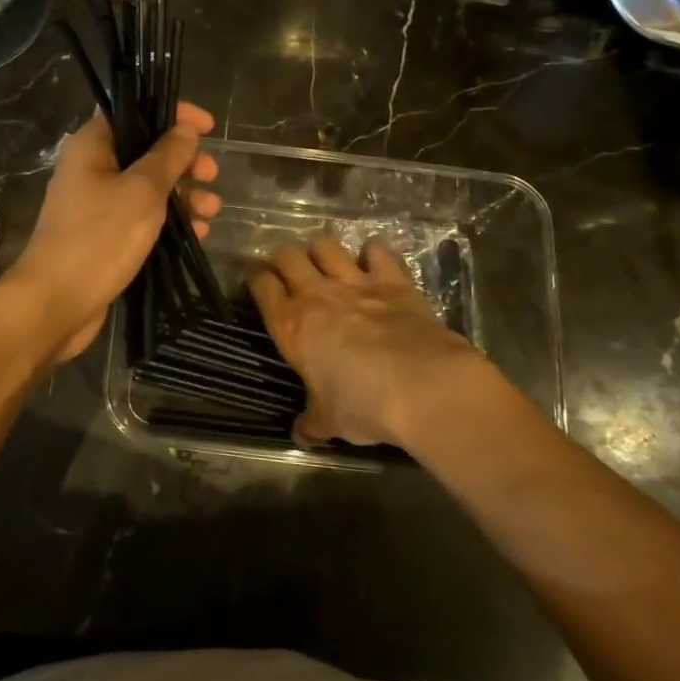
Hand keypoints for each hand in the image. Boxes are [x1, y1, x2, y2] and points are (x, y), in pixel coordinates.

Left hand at [5, 102, 219, 361]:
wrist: (56, 303)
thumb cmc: (99, 238)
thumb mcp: (142, 191)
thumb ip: (167, 157)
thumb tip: (185, 129)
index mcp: (92, 146)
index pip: (134, 111)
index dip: (173, 114)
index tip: (207, 127)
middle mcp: (91, 169)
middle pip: (145, 152)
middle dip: (183, 162)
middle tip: (211, 175)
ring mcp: (97, 205)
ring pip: (148, 188)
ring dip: (183, 195)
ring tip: (212, 211)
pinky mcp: (105, 237)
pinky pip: (142, 218)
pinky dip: (169, 221)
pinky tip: (198, 234)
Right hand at [248, 237, 507, 449]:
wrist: (424, 387)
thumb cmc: (364, 405)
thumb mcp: (330, 421)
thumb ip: (312, 423)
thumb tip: (301, 435)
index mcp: (291, 324)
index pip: (261, 284)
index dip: (255, 278)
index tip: (256, 280)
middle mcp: (316, 294)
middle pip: (287, 255)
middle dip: (283, 258)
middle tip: (288, 270)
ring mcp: (355, 282)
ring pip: (326, 245)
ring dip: (322, 251)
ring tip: (326, 264)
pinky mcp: (393, 280)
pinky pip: (377, 250)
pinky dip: (373, 253)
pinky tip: (373, 263)